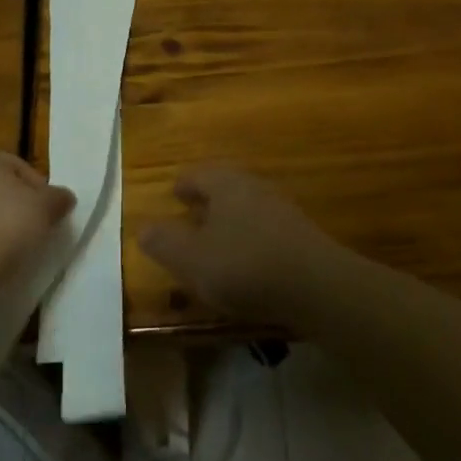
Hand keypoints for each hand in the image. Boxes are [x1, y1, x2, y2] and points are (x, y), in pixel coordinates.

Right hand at [137, 166, 343, 322]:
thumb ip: (164, 242)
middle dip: (208, 199)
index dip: (184, 184)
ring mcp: (283, 210)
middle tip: (191, 213)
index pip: (199, 174)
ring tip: (215, 240)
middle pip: (226, 187)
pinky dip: (249, 238)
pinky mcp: (301, 236)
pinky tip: (245, 261)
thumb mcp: (191, 259)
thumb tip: (143, 228)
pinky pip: (265, 229)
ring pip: (247, 207)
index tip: (174, 193)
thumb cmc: (245, 266)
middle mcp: (255, 188)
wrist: (317, 286)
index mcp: (226, 184)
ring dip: (230, 219)